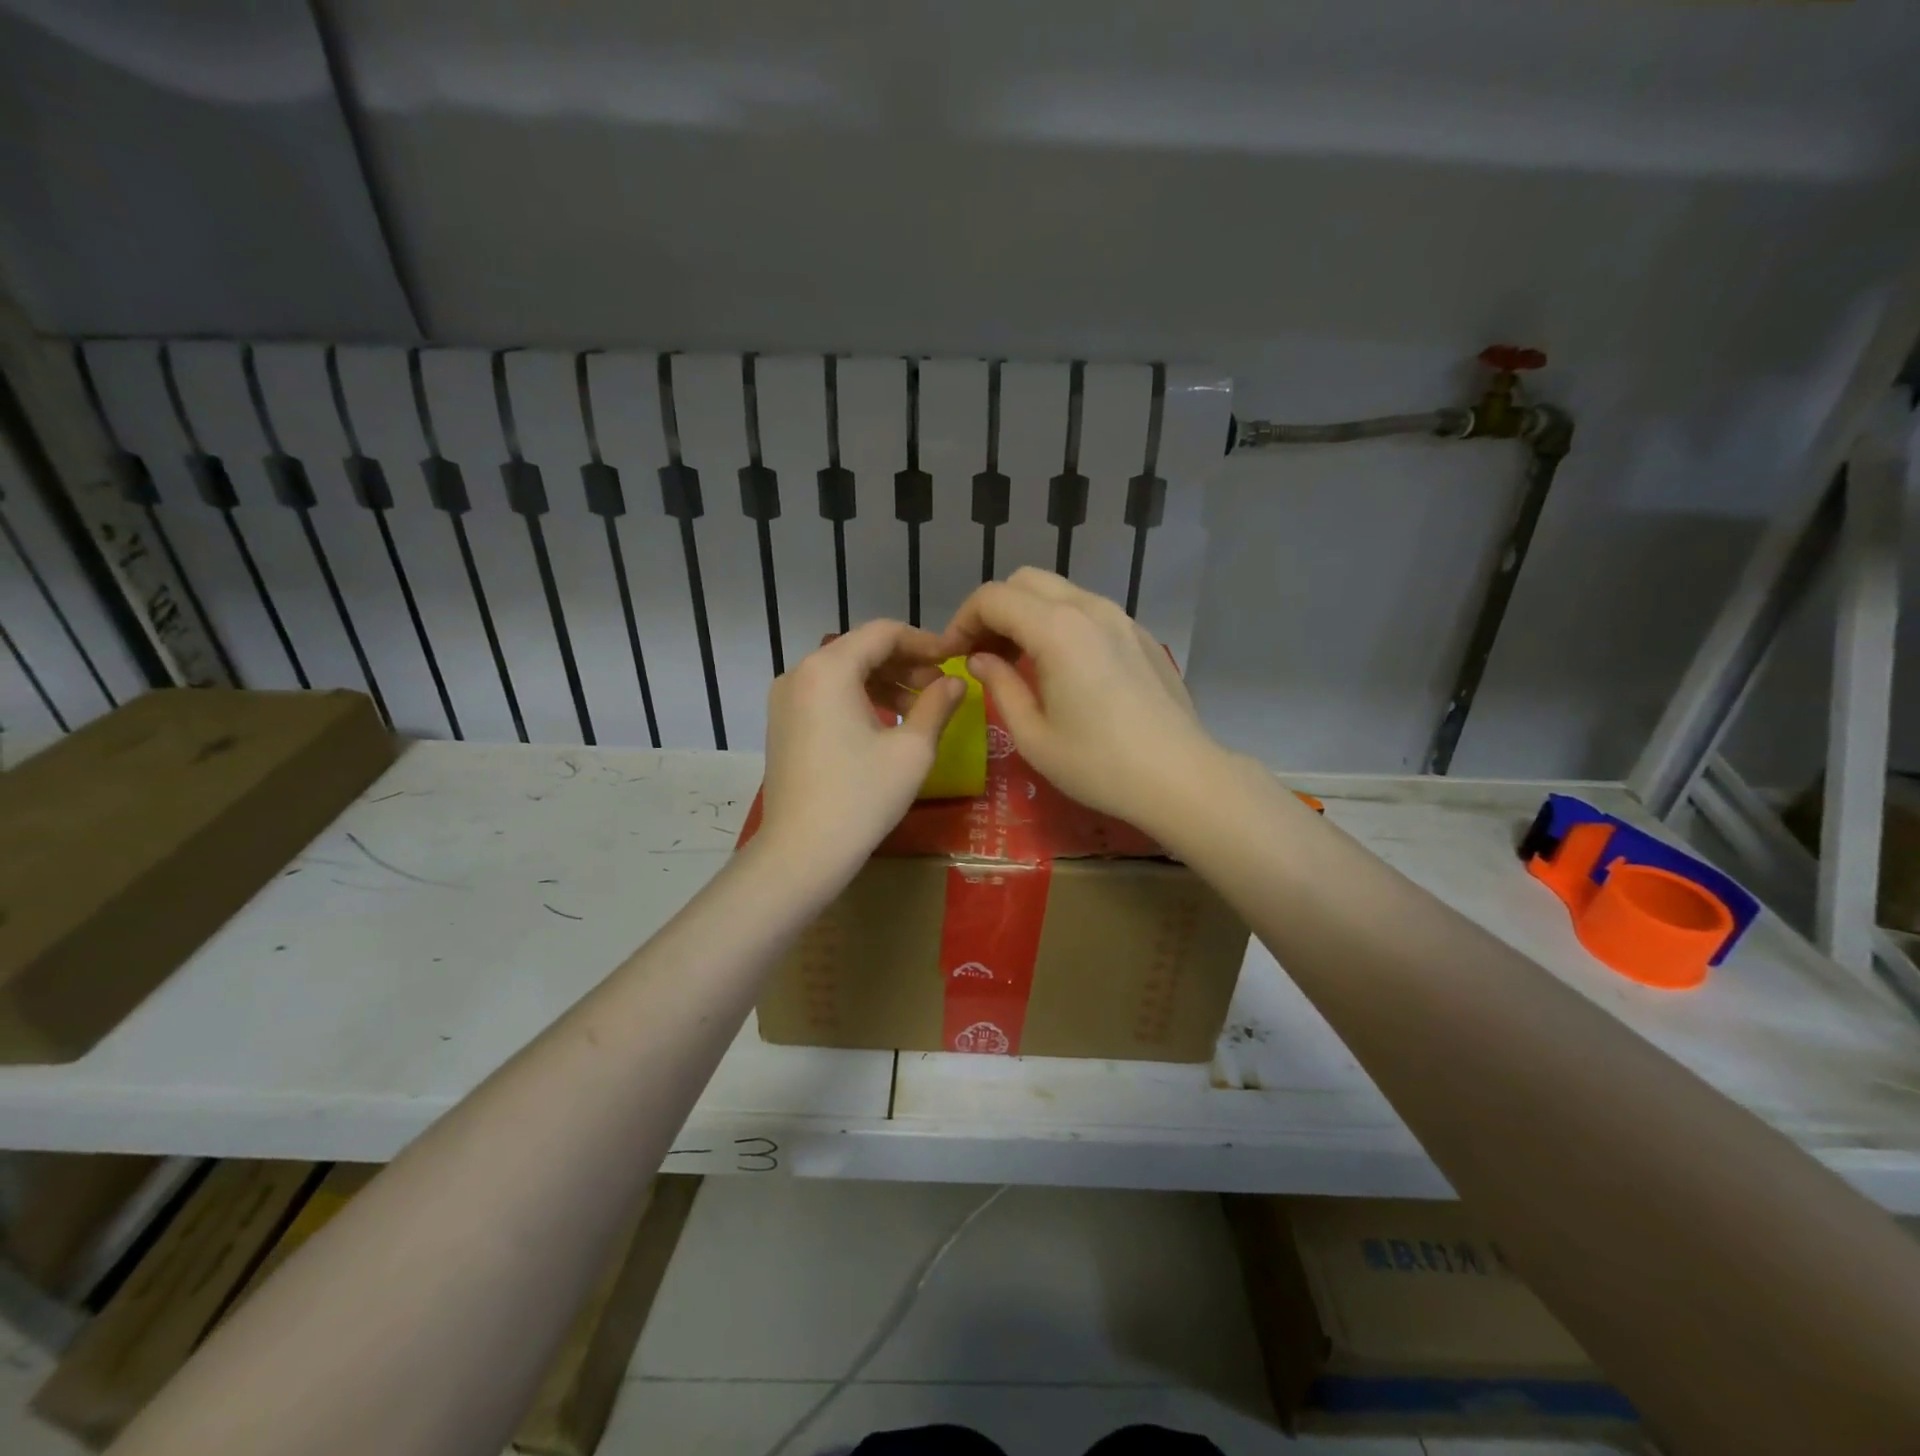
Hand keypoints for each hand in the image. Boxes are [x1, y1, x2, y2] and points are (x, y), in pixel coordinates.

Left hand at [755, 621, 963, 876]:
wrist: (801, 852)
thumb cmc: (862, 797)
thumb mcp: (912, 750)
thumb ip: (937, 705)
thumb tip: (957, 682)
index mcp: (830, 669)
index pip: (883, 633)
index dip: (924, 642)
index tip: (954, 660)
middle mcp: (800, 672)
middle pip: (860, 649)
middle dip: (905, 663)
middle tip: (941, 687)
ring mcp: (785, 698)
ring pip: (843, 672)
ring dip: (884, 682)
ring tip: (919, 708)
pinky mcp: (782, 723)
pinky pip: (826, 694)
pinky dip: (859, 698)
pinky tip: (886, 723)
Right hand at [936, 569, 1228, 836]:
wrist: (1180, 777)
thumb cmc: (1099, 765)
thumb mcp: (1033, 736)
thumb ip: (999, 686)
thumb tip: (980, 660)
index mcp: (1057, 630)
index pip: (993, 598)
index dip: (962, 621)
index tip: (952, 655)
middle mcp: (1089, 608)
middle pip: (1025, 582)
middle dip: (993, 611)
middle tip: (981, 655)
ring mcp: (1120, 617)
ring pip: (1058, 592)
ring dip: (1027, 615)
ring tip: (1016, 661)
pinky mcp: (1139, 634)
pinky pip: (1087, 611)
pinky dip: (1059, 623)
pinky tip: (1060, 667)